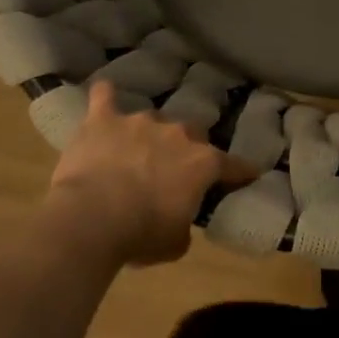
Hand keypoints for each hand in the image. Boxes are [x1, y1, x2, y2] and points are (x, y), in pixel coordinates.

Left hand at [46, 82, 253, 264]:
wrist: (90, 218)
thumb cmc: (141, 234)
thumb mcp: (176, 243)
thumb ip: (184, 224)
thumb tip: (178, 219)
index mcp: (203, 164)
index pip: (234, 165)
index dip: (241, 172)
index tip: (247, 176)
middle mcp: (178, 134)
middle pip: (193, 133)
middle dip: (188, 148)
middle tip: (176, 168)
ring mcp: (140, 122)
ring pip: (153, 119)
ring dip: (150, 134)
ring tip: (138, 149)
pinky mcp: (104, 120)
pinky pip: (105, 97)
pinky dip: (106, 97)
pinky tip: (104, 94)